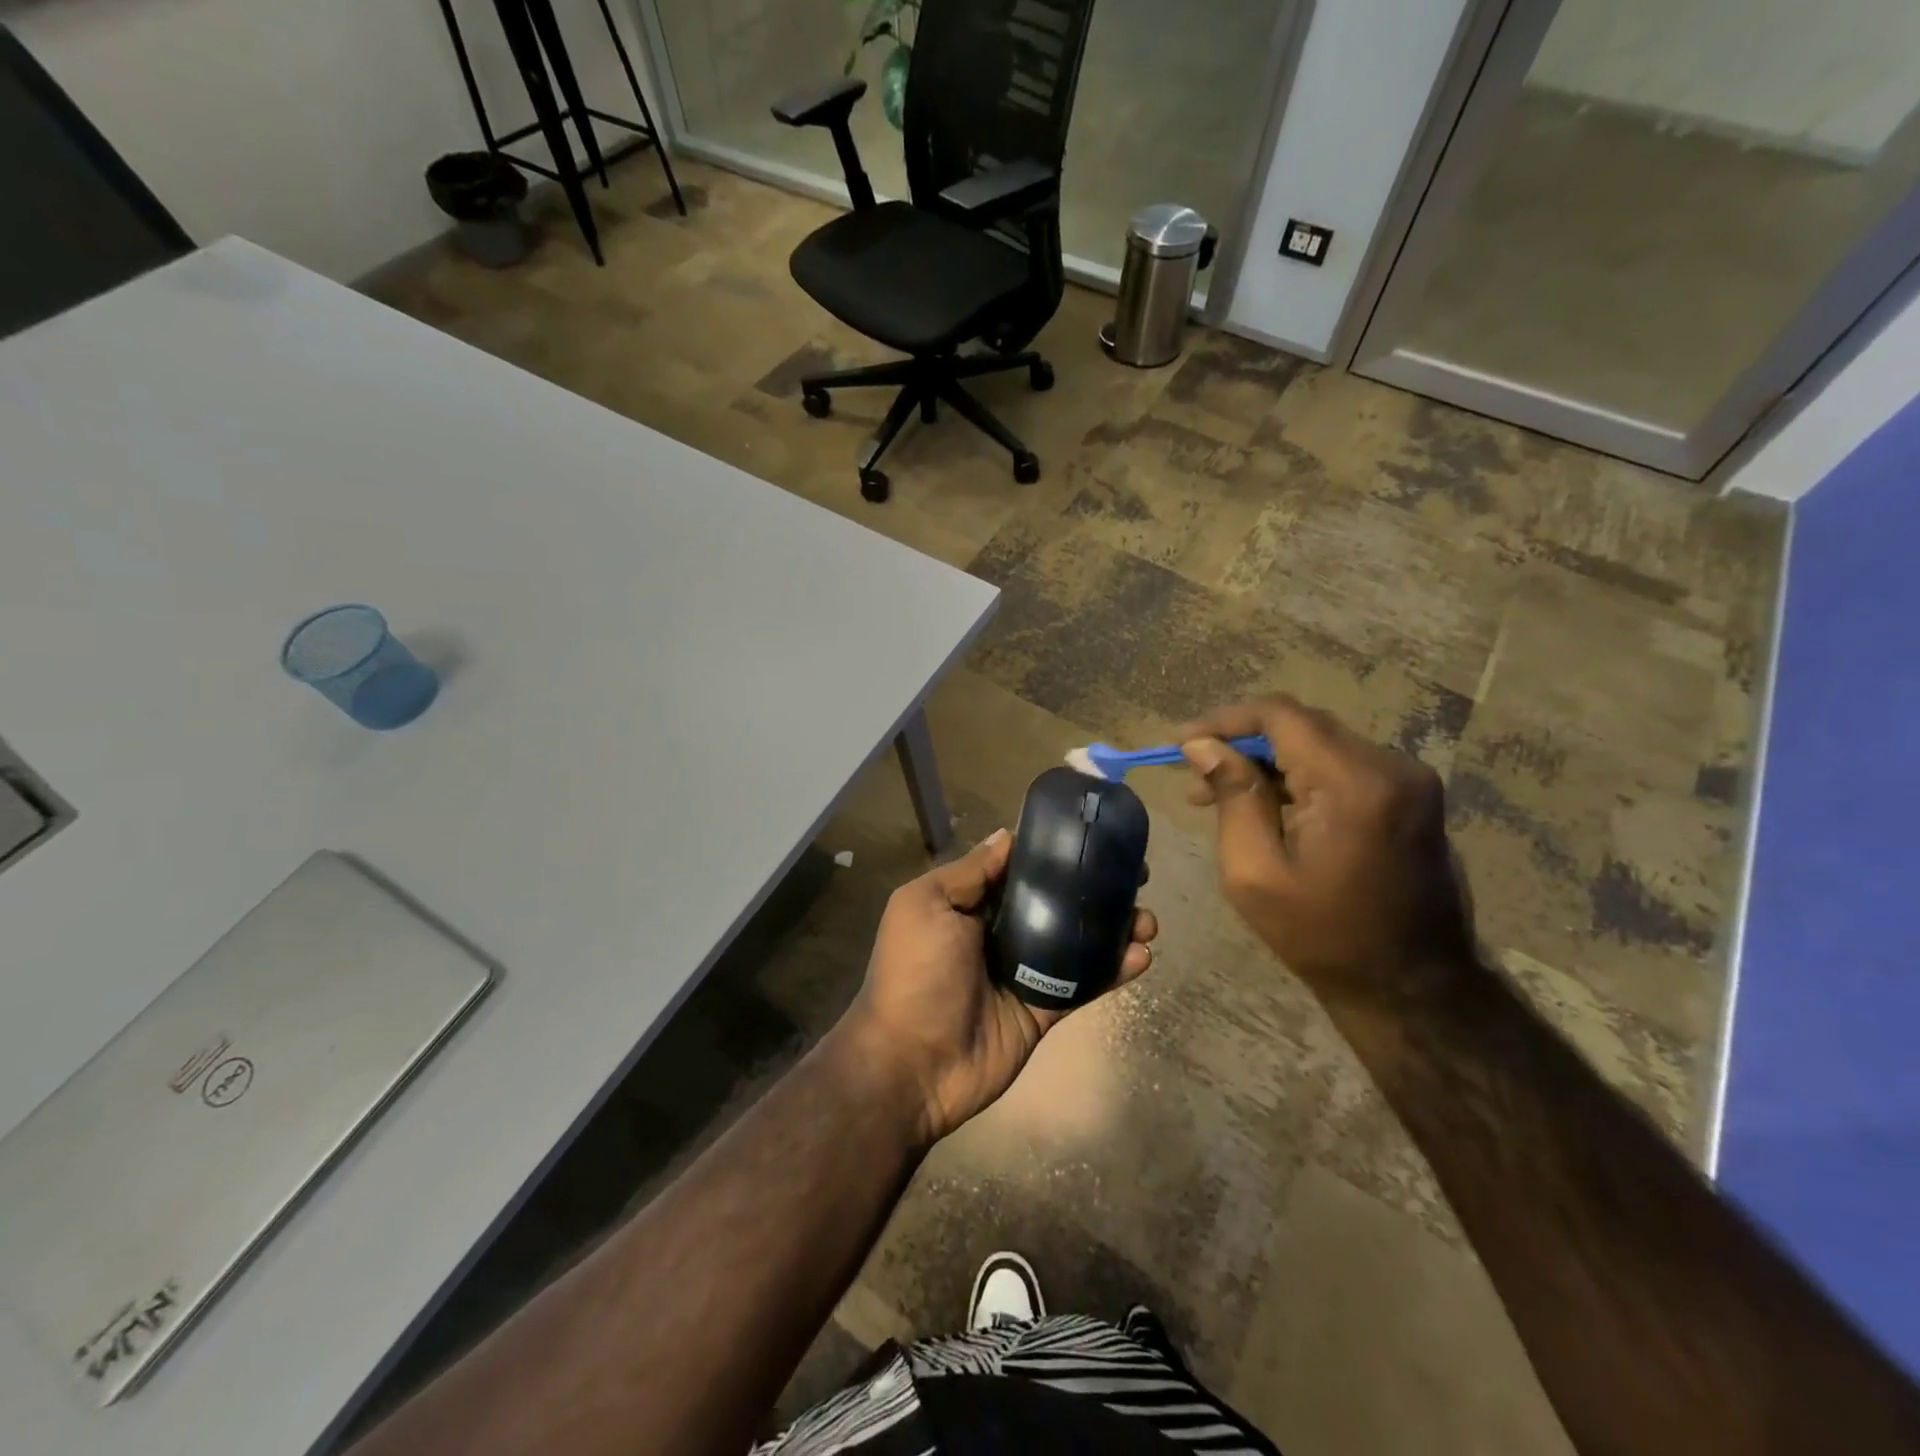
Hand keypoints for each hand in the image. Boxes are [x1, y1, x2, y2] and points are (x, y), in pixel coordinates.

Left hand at [842, 829, 1157, 1144]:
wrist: (913, 1064)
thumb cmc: (916, 972)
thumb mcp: (927, 905)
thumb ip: (969, 872)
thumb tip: (1007, 835)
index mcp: (971, 904)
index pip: (1020, 868)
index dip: (1056, 852)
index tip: (1095, 837)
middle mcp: (1001, 932)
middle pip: (1057, 901)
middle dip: (1096, 887)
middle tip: (1137, 875)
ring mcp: (1025, 972)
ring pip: (1078, 941)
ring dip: (1115, 927)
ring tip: (1147, 919)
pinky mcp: (1044, 1009)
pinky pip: (1084, 984)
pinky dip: (1114, 969)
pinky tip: (1141, 955)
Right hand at [1178, 697, 1472, 999]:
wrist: (1414, 989)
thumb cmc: (1323, 937)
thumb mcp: (1256, 873)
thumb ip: (1232, 797)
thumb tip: (1202, 745)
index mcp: (1354, 784)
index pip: (1281, 716)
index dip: (1224, 720)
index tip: (1181, 742)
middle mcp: (1391, 766)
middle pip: (1301, 726)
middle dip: (1242, 742)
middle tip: (1193, 774)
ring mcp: (1409, 780)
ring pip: (1320, 743)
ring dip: (1268, 760)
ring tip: (1218, 793)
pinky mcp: (1411, 796)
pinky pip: (1343, 765)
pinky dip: (1299, 775)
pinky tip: (1266, 803)